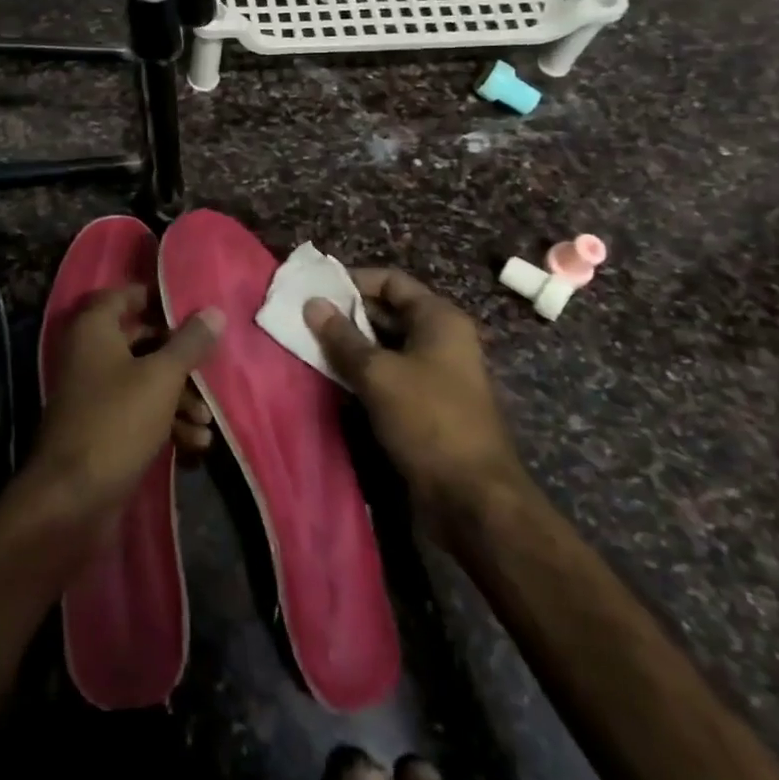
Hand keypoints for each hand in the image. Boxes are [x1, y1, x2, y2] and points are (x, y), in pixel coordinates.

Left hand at [25, 285, 223, 543]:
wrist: (72, 499)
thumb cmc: (117, 422)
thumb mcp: (161, 378)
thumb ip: (189, 343)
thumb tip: (214, 311)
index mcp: (94, 328)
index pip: (127, 295)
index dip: (161, 300)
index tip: (196, 313)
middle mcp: (90, 352)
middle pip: (142, 340)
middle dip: (180, 359)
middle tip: (211, 371)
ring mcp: (94, 392)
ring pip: (144, 379)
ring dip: (179, 398)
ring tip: (207, 421)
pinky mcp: (102, 427)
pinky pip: (138, 411)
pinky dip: (165, 422)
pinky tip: (195, 445)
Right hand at [304, 268, 524, 513]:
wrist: (473, 499)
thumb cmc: (428, 420)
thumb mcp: (378, 374)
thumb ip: (342, 337)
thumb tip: (313, 303)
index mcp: (439, 319)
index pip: (391, 281)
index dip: (353, 281)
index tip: (316, 291)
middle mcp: (441, 339)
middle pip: (388, 311)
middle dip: (347, 315)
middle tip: (305, 320)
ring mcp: (436, 373)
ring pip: (386, 346)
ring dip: (351, 346)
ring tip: (310, 346)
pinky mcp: (427, 404)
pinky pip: (389, 375)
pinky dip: (363, 373)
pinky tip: (333, 378)